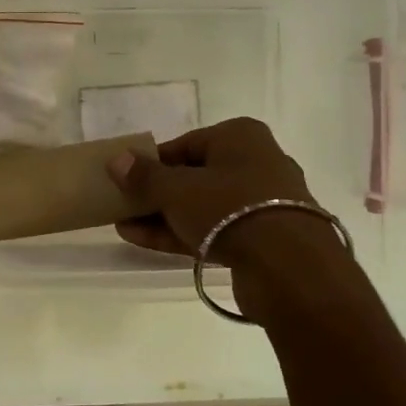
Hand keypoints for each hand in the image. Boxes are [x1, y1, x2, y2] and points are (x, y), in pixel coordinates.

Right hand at [105, 117, 314, 262]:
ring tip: (124, 226)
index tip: (125, 179)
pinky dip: (180, 233)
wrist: (288, 268)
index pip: (184, 144)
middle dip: (155, 192)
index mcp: (240, 137)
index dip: (152, 162)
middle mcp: (255, 163)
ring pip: (201, 206)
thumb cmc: (229, 208)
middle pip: (193, 176)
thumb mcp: (177, 188)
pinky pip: (212, 230)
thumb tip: (117, 160)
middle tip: (123, 204)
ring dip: (162, 216)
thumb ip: (144, 176)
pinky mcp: (261, 239)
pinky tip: (143, 241)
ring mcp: (260, 204)